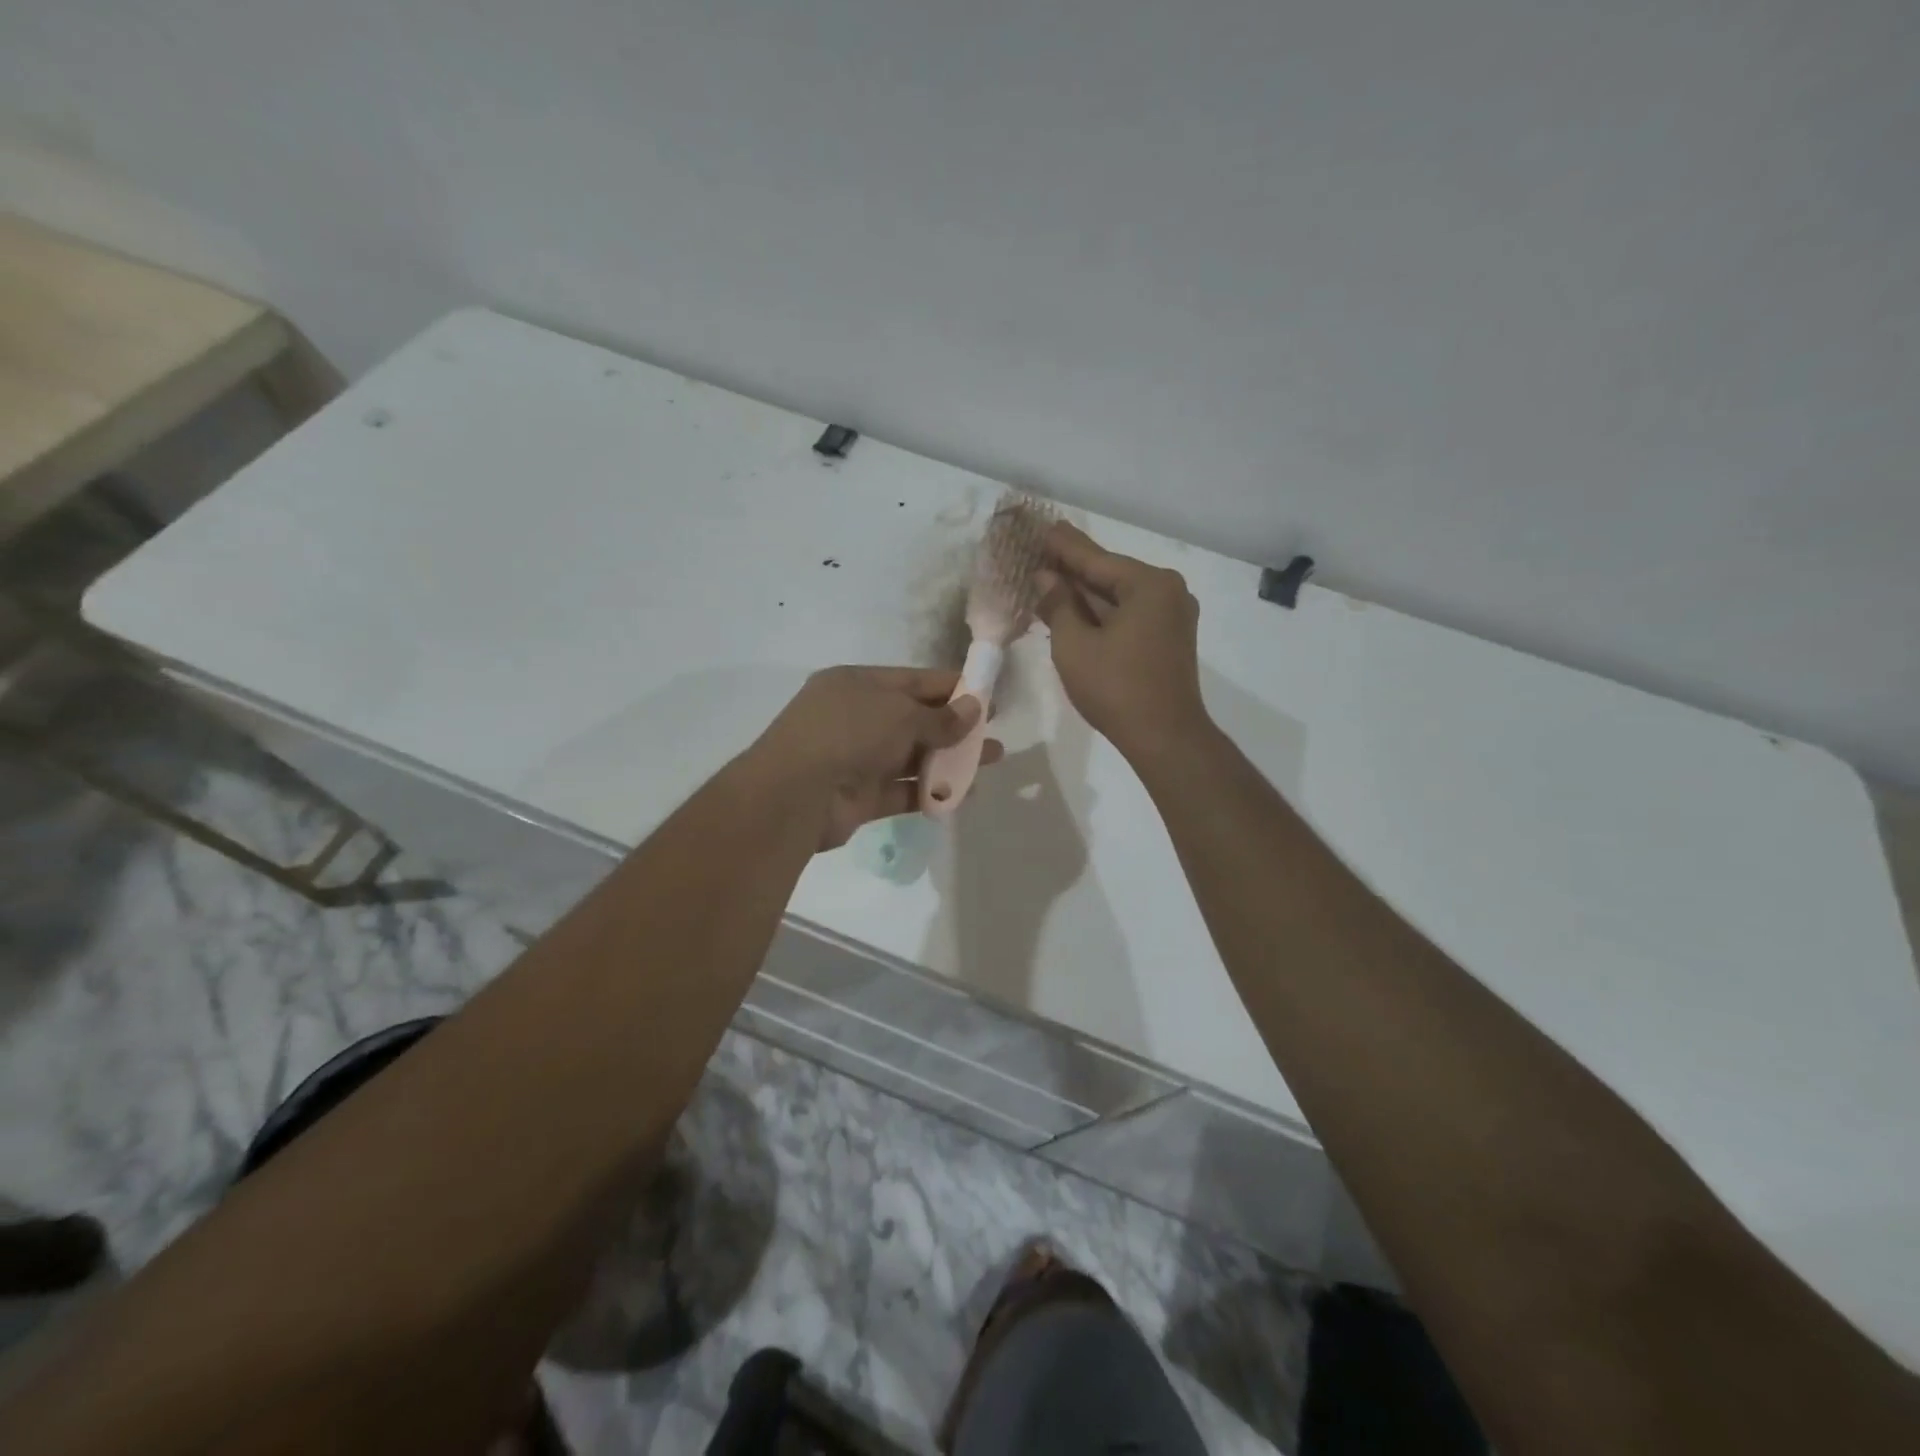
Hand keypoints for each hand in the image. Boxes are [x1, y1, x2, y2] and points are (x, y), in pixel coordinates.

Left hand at [746, 666, 1002, 849]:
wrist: (794, 795)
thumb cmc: (848, 733)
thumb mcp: (899, 714)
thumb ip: (940, 717)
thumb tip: (974, 710)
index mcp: (858, 685)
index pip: (914, 681)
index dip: (953, 688)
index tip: (989, 697)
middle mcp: (857, 718)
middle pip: (916, 719)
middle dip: (957, 726)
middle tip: (994, 734)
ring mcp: (857, 758)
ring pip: (912, 756)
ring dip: (950, 760)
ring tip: (991, 762)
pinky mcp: (861, 796)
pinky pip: (903, 790)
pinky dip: (931, 791)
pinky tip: (964, 794)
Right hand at [1035, 523, 1209, 764]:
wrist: (1165, 738)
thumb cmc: (1116, 689)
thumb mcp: (1074, 645)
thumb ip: (1058, 604)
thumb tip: (1045, 577)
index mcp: (1148, 584)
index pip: (1095, 558)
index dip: (1063, 546)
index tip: (1041, 526)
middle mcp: (1167, 591)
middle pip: (1110, 575)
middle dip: (1073, 569)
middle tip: (1041, 550)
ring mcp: (1172, 616)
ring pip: (1119, 597)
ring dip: (1085, 593)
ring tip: (1050, 578)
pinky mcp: (1169, 639)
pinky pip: (1129, 615)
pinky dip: (1102, 613)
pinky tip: (1075, 609)